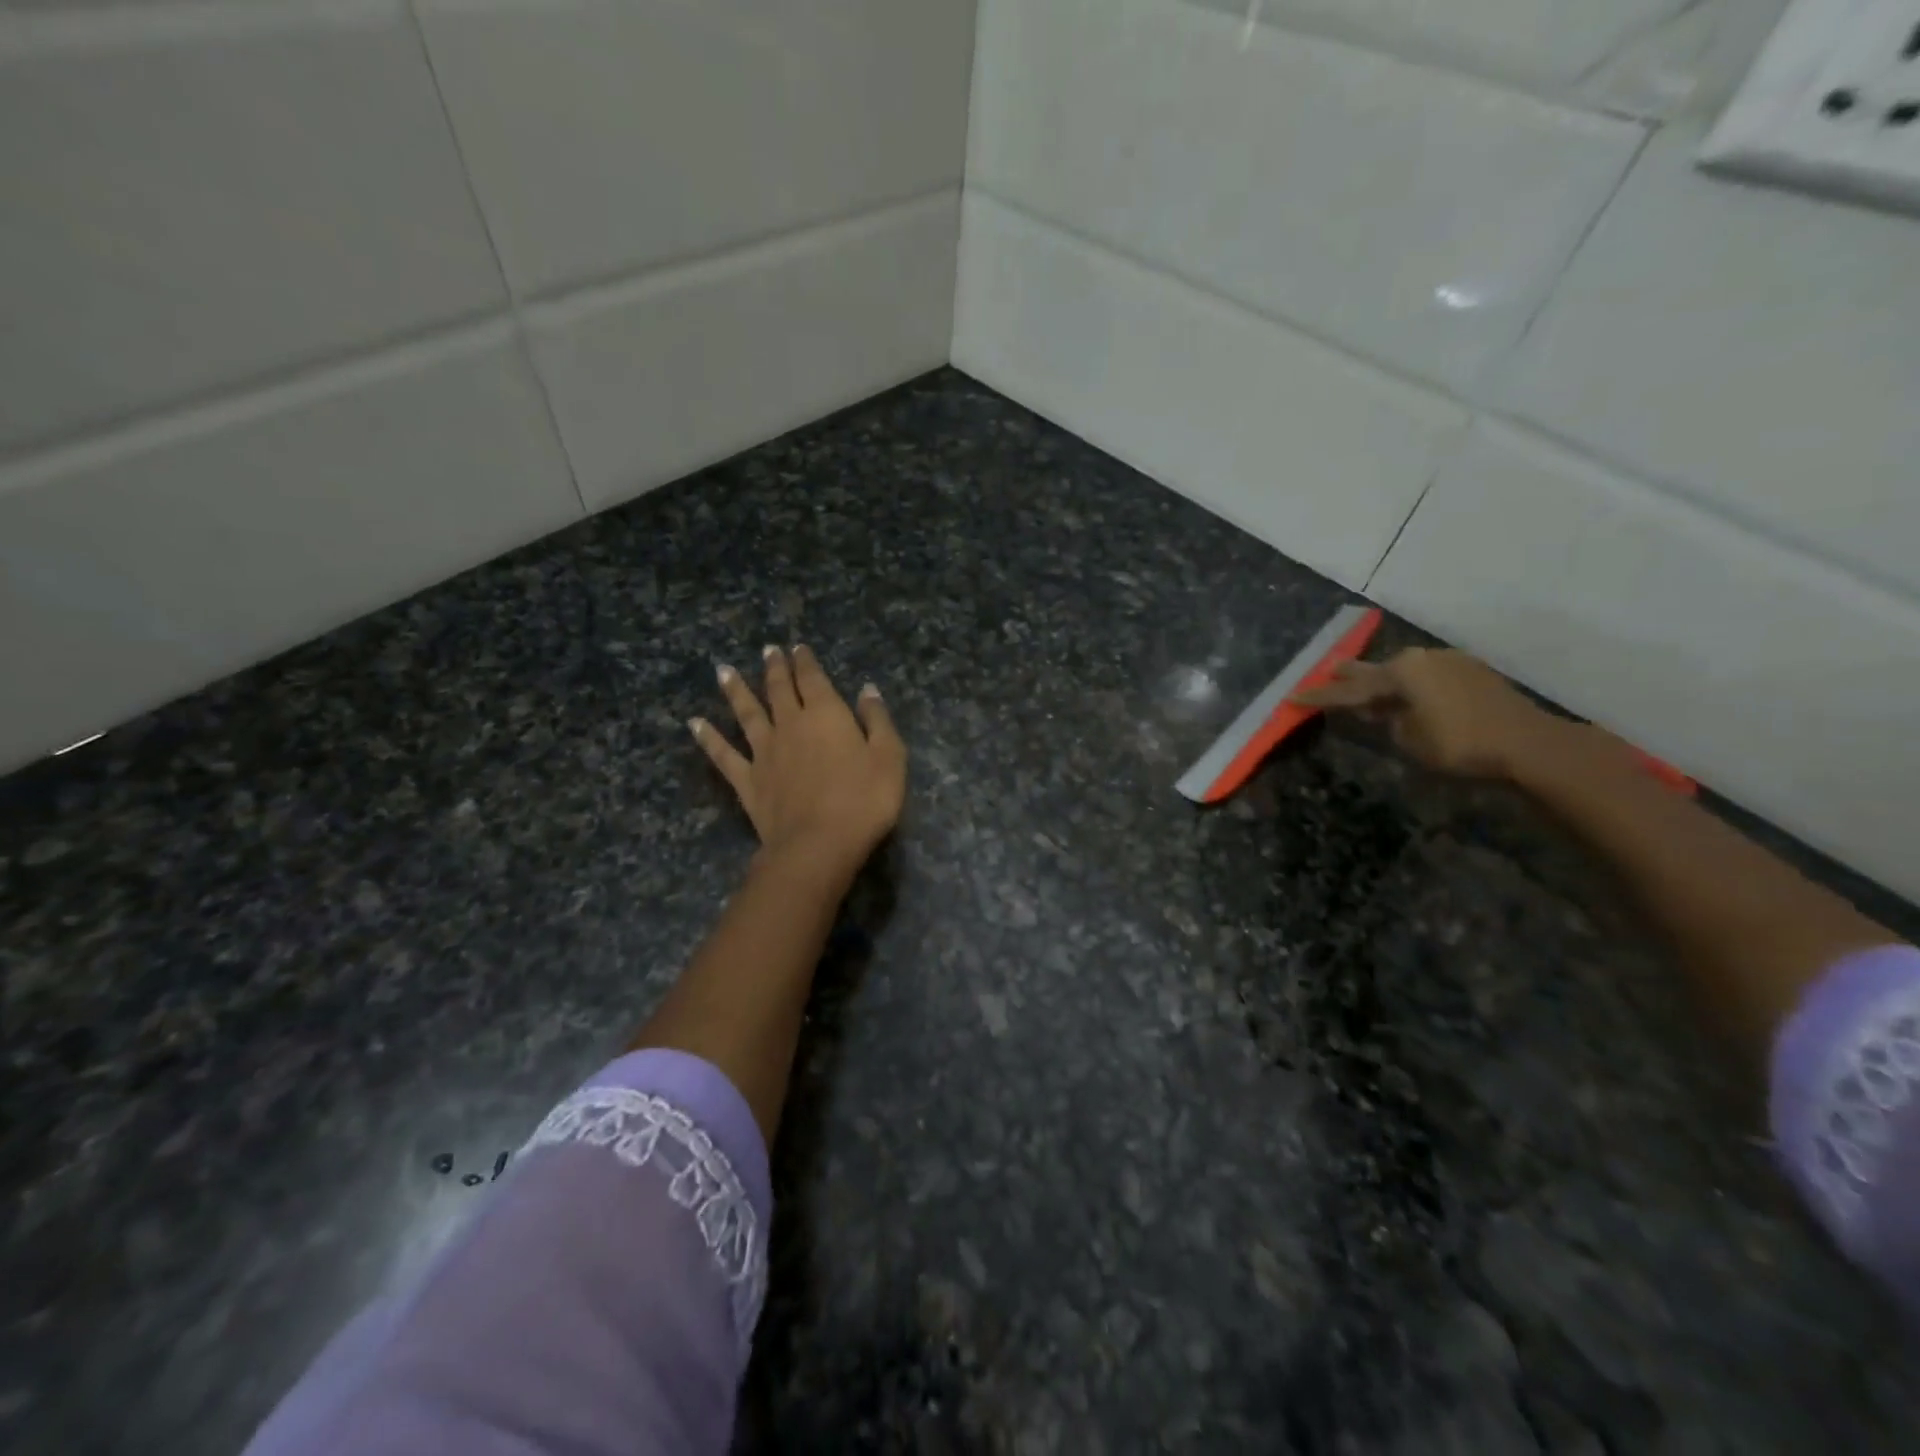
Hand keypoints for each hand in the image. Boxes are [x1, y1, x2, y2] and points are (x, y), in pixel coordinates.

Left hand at [691, 645, 906, 881]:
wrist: (818, 844)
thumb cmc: (863, 800)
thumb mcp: (889, 757)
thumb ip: (877, 720)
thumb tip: (866, 690)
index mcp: (825, 715)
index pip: (813, 679)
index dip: (806, 661)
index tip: (798, 647)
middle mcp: (790, 725)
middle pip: (779, 690)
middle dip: (775, 668)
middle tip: (768, 650)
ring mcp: (764, 753)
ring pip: (747, 714)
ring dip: (736, 691)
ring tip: (724, 671)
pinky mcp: (748, 781)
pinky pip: (723, 755)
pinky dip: (708, 738)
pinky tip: (694, 724)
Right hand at [1291, 647, 1560, 779]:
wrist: (1528, 743)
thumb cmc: (1459, 743)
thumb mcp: (1410, 739)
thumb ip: (1389, 721)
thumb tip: (1386, 711)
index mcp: (1401, 671)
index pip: (1350, 689)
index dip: (1321, 696)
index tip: (1293, 696)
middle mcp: (1422, 658)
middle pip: (1376, 670)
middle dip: (1350, 675)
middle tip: (1327, 671)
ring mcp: (1449, 662)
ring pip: (1403, 672)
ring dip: (1383, 681)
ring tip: (1365, 687)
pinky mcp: (1470, 672)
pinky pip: (1426, 676)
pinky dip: (1409, 685)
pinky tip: (1406, 695)